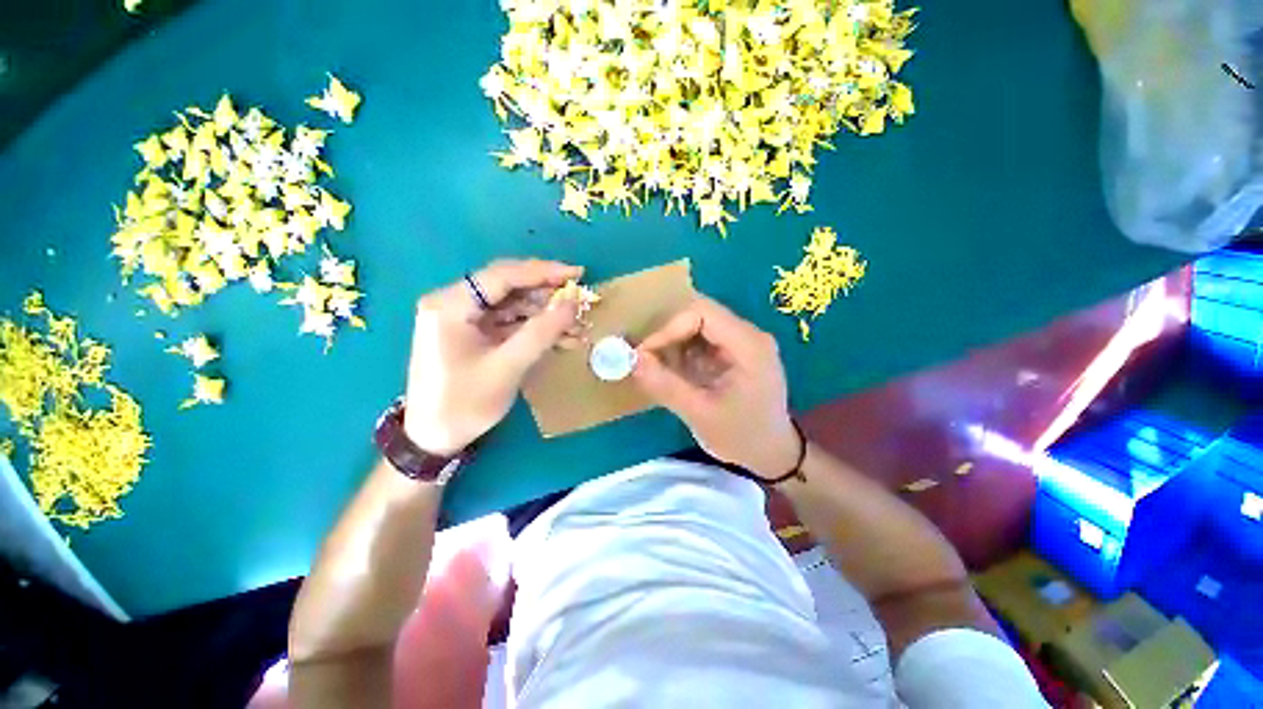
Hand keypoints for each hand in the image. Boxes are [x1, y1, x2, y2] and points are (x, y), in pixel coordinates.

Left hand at [403, 259, 585, 455]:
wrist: (434, 439)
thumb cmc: (464, 403)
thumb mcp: (507, 366)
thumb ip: (541, 331)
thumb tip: (573, 302)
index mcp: (450, 305)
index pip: (503, 275)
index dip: (543, 272)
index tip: (577, 274)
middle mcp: (454, 303)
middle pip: (509, 287)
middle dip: (547, 294)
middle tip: (581, 299)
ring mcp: (464, 319)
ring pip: (513, 305)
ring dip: (546, 314)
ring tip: (577, 324)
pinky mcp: (474, 334)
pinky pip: (510, 323)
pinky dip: (536, 329)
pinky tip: (562, 337)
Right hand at [632, 295, 799, 479]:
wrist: (772, 454)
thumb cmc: (742, 437)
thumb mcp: (700, 414)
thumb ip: (665, 385)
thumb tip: (632, 360)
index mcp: (748, 345)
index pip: (702, 313)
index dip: (668, 328)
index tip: (645, 354)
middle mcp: (747, 335)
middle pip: (698, 315)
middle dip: (668, 336)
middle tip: (647, 361)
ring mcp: (741, 342)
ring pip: (696, 326)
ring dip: (673, 345)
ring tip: (659, 371)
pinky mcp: (733, 352)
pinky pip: (700, 341)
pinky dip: (681, 353)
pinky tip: (674, 374)